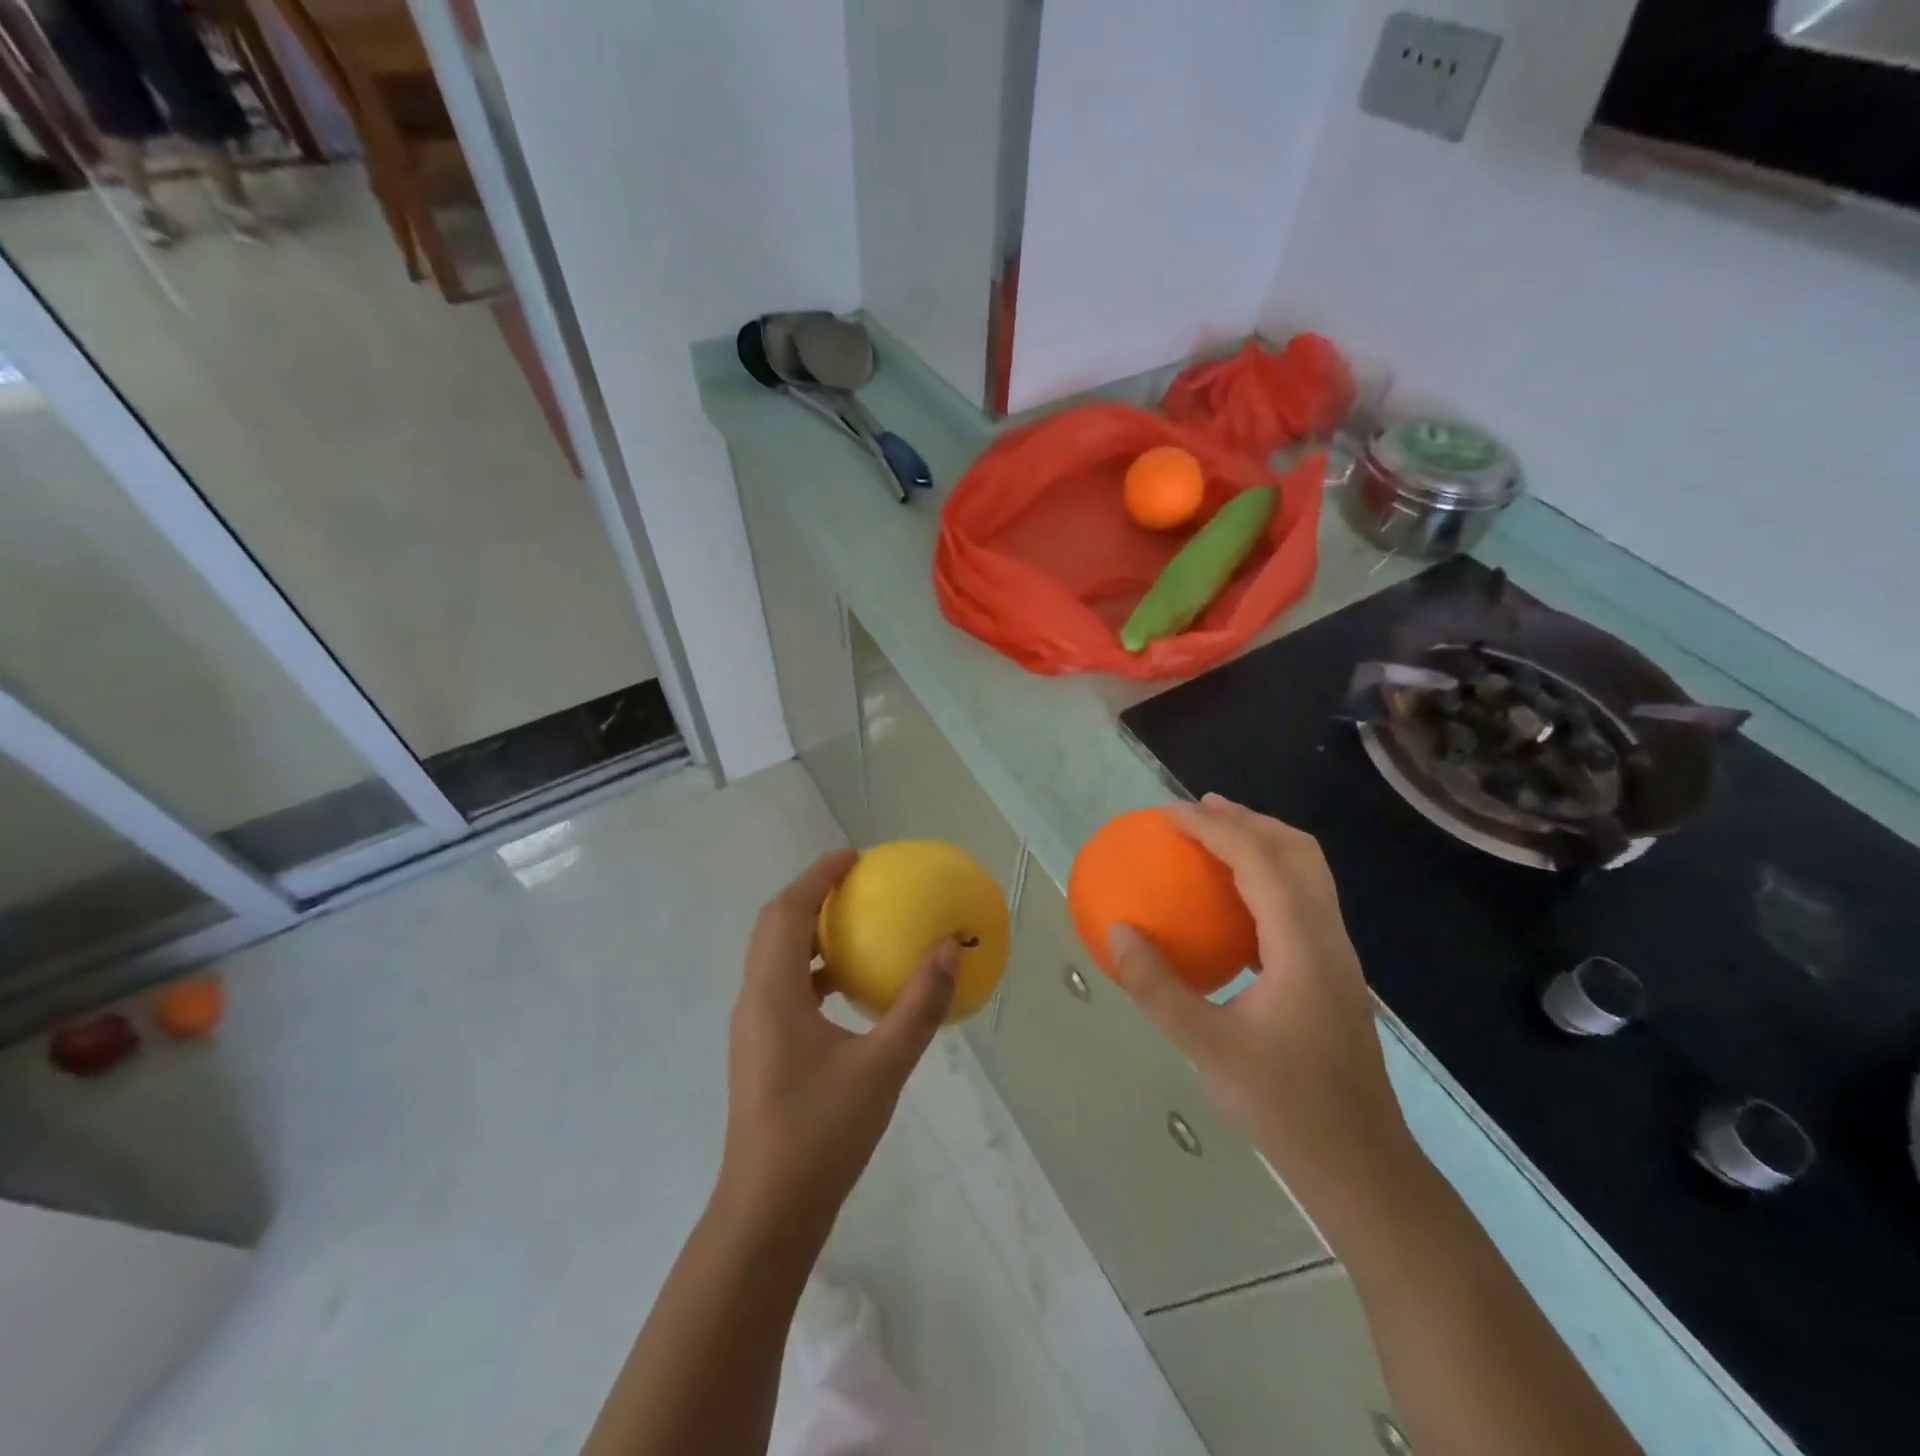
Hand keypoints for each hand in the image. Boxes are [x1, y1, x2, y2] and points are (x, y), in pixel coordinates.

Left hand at [717, 850, 958, 1236]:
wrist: (768, 1214)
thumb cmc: (821, 1135)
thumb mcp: (883, 1067)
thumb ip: (918, 1006)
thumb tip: (949, 949)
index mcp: (772, 995)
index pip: (785, 912)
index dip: (816, 876)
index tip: (853, 858)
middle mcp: (754, 1002)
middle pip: (774, 928)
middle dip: (811, 896)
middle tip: (856, 883)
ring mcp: (754, 1029)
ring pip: (776, 959)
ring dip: (810, 932)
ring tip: (855, 925)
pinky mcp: (762, 1053)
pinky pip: (785, 989)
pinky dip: (814, 970)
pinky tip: (849, 989)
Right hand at [1107, 795, 1412, 1202]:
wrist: (1363, 1167)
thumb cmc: (1286, 1108)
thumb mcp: (1208, 1049)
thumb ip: (1158, 988)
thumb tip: (1117, 930)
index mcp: (1303, 947)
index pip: (1261, 861)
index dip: (1215, 827)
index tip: (1169, 813)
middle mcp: (1329, 938)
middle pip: (1298, 851)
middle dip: (1247, 819)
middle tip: (1195, 810)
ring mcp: (1338, 956)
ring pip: (1308, 874)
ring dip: (1262, 843)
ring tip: (1214, 838)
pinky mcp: (1334, 974)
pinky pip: (1302, 901)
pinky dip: (1267, 877)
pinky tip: (1232, 903)